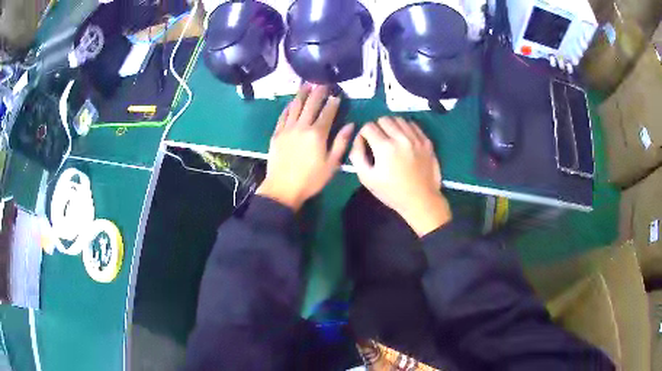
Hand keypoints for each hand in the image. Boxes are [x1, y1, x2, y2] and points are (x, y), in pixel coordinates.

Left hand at [257, 85, 353, 210]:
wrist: (282, 188)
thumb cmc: (311, 179)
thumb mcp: (332, 164)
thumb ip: (341, 143)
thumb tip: (351, 125)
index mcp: (318, 133)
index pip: (327, 112)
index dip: (333, 102)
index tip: (337, 94)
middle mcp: (302, 126)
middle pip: (311, 104)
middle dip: (318, 92)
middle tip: (323, 84)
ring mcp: (287, 129)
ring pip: (295, 106)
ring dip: (302, 94)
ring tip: (307, 84)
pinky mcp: (277, 134)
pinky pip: (283, 116)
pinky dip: (288, 107)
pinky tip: (292, 102)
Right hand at [349, 117, 451, 236]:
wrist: (420, 200)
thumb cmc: (391, 192)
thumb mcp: (367, 178)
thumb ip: (357, 155)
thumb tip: (358, 139)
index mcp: (384, 147)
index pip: (368, 126)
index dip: (363, 134)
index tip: (366, 144)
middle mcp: (401, 138)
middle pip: (383, 119)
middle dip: (377, 127)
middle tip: (378, 141)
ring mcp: (416, 139)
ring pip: (399, 119)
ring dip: (392, 125)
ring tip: (391, 138)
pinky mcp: (427, 142)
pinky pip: (413, 125)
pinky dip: (405, 128)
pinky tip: (404, 138)